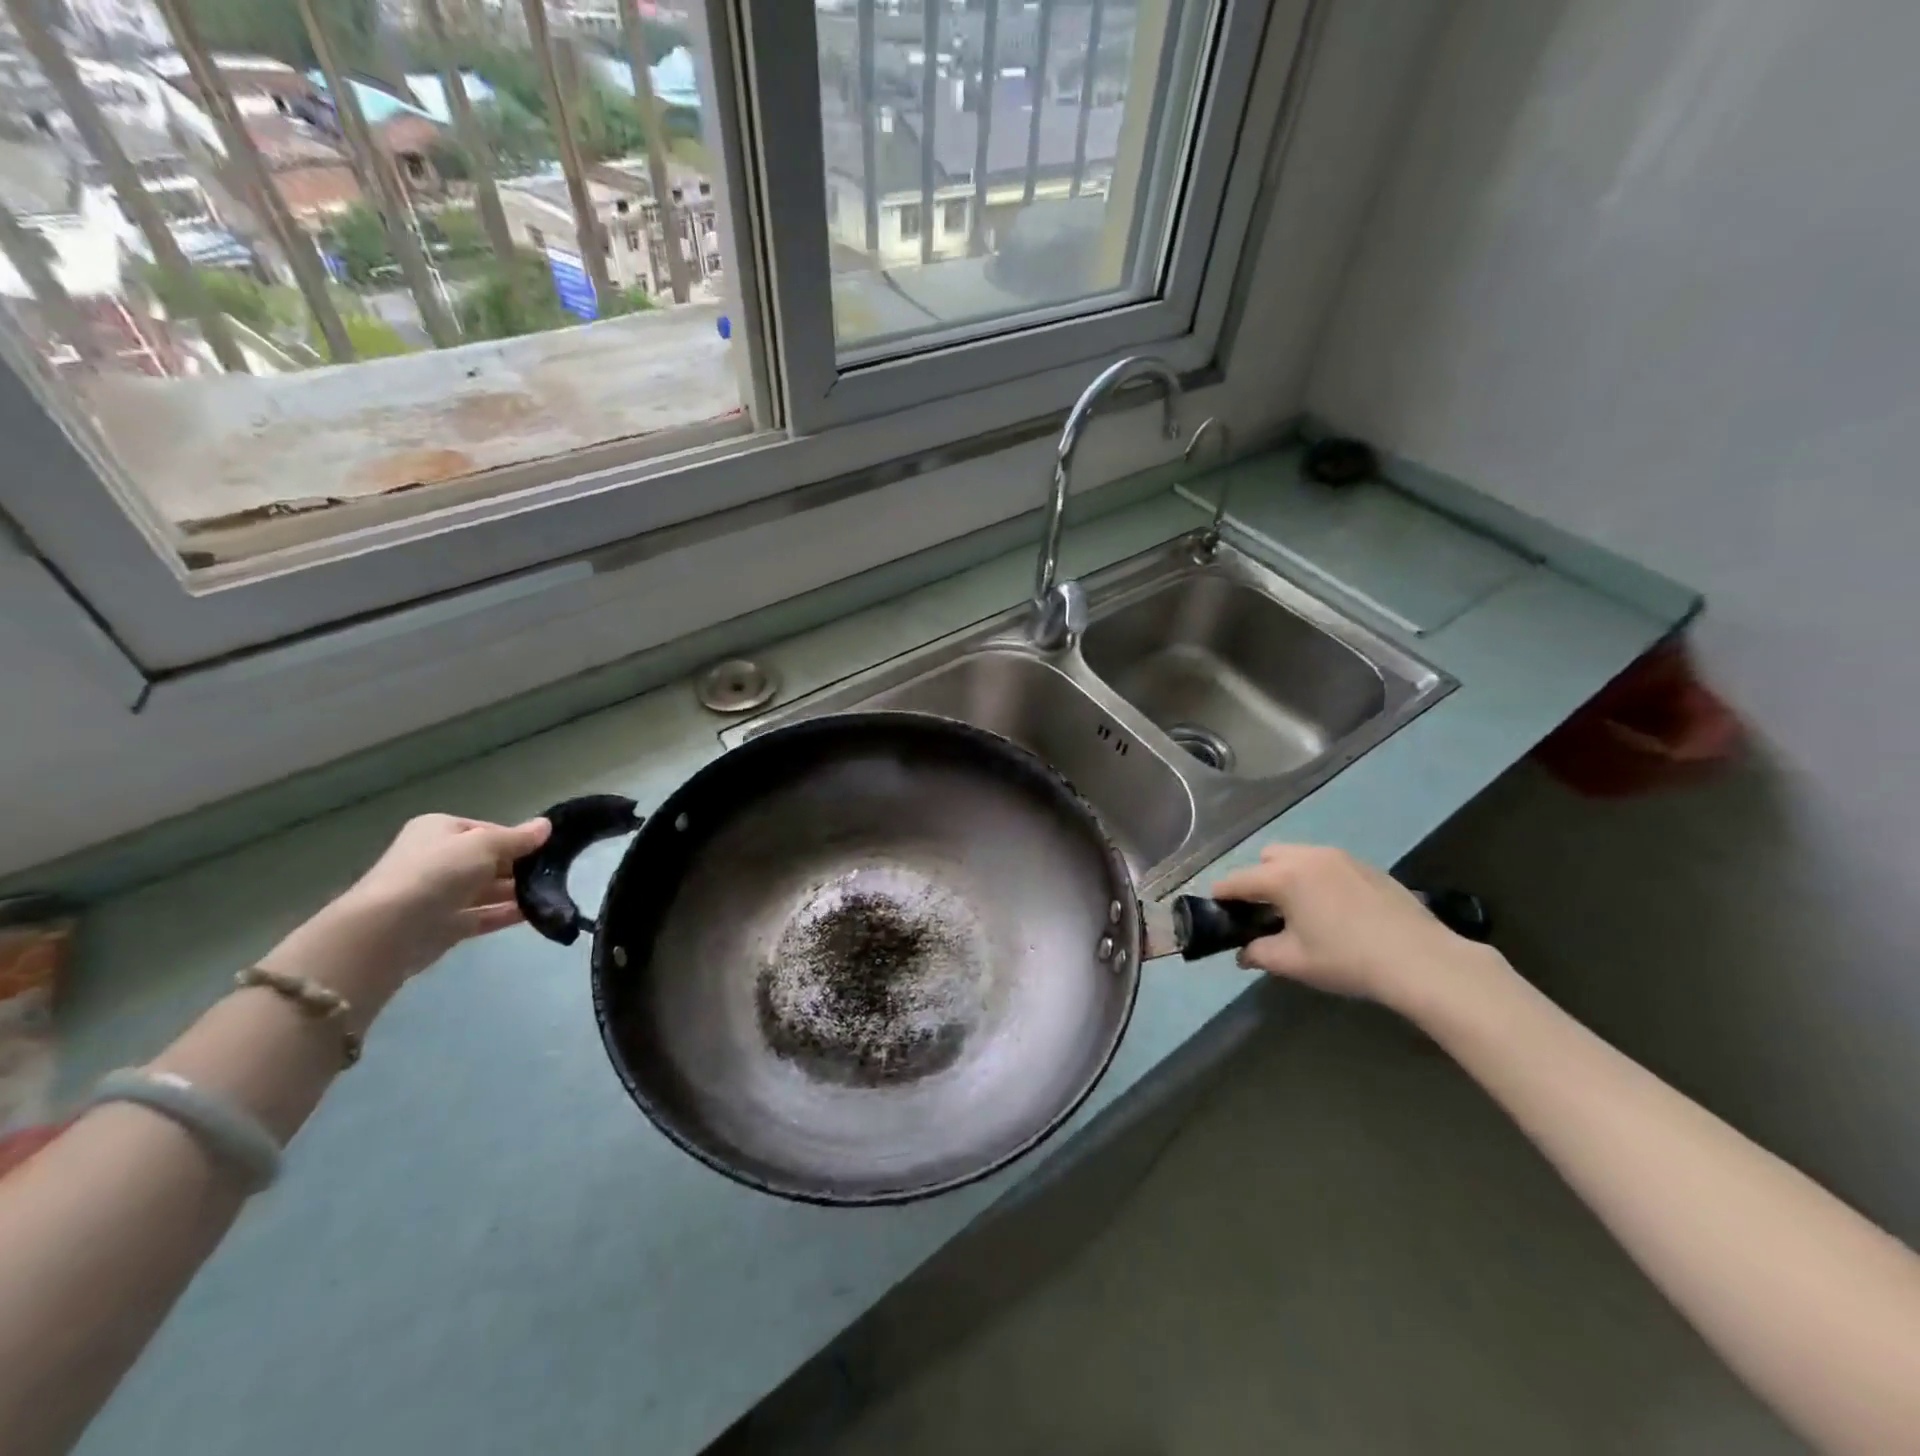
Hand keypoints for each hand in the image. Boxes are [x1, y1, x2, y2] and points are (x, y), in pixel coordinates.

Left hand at [267, 815, 550, 1009]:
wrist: (389, 930)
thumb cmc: (437, 872)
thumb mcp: (484, 844)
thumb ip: (518, 838)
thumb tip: (547, 826)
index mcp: (440, 830)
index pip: (488, 830)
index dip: (518, 839)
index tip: (548, 848)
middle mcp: (437, 858)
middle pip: (489, 860)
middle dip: (520, 867)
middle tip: (558, 872)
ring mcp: (439, 894)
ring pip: (488, 889)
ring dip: (518, 892)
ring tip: (554, 893)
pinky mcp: (444, 925)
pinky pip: (484, 915)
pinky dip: (508, 914)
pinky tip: (537, 913)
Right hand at [1211, 844, 1493, 1006]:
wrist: (1420, 960)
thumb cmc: (1347, 960)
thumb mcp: (1294, 962)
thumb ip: (1259, 954)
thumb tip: (1243, 954)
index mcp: (1283, 876)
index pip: (1237, 880)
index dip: (1222, 896)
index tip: (1217, 910)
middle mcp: (1307, 856)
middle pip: (1267, 858)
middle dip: (1257, 879)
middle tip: (1264, 912)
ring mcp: (1339, 857)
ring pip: (1298, 856)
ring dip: (1288, 875)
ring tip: (1298, 908)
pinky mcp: (1365, 865)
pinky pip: (1326, 863)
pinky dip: (1316, 878)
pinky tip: (1332, 909)